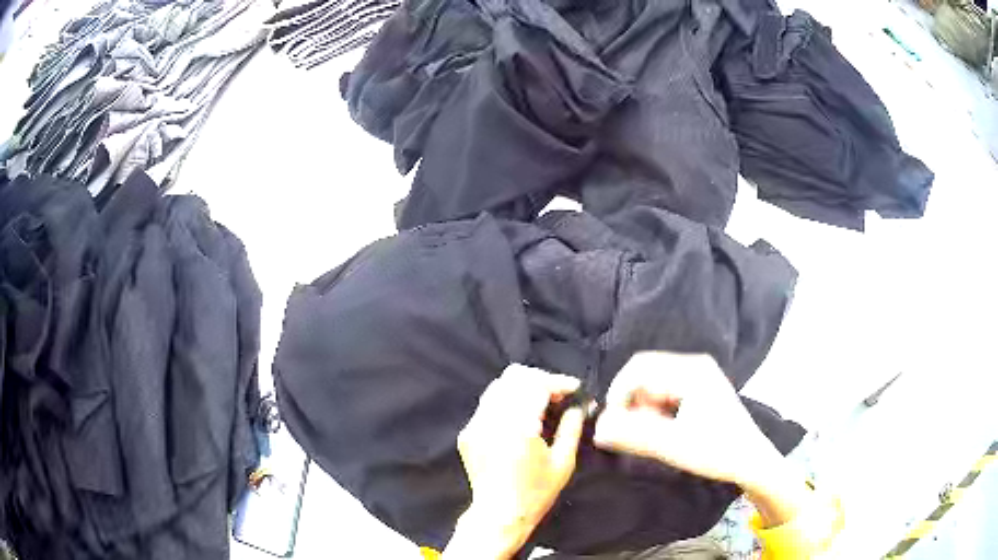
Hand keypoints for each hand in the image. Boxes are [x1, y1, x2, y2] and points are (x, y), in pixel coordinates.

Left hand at [446, 365, 585, 558]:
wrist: (499, 515)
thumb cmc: (536, 493)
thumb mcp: (563, 462)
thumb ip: (571, 427)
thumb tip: (579, 405)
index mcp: (518, 427)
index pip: (537, 384)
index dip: (558, 382)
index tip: (574, 389)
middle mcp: (492, 420)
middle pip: (514, 377)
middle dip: (540, 380)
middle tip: (558, 396)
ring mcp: (475, 425)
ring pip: (498, 387)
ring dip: (522, 389)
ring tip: (540, 405)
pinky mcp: (467, 433)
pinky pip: (487, 405)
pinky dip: (506, 403)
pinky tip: (519, 420)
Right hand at [593, 352, 783, 487]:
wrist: (751, 461)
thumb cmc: (717, 451)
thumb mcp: (673, 446)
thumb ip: (633, 436)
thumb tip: (597, 429)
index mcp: (691, 370)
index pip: (638, 368)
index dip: (618, 394)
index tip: (611, 425)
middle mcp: (694, 365)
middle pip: (645, 373)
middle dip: (631, 402)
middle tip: (632, 432)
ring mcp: (698, 375)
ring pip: (653, 383)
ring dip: (643, 407)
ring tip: (652, 434)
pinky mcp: (699, 388)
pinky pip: (665, 390)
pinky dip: (655, 409)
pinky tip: (663, 430)